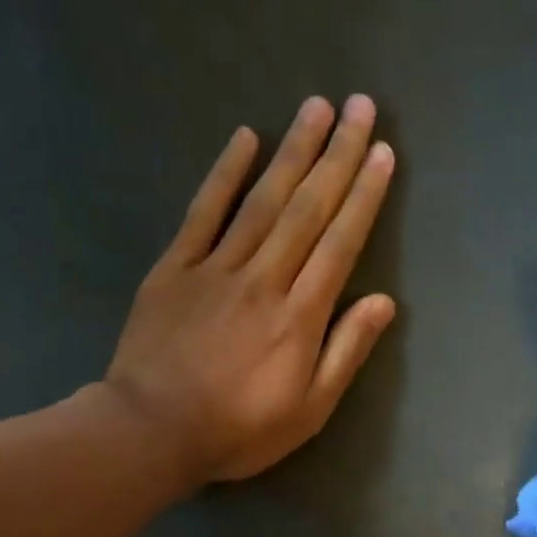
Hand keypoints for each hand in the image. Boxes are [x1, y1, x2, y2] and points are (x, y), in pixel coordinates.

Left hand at [103, 94, 397, 484]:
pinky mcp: (175, 268)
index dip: (364, 197)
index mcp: (300, 317)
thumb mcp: (309, 411)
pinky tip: (245, 138)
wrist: (154, 431)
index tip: (381, 153)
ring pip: (262, 200)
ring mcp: (216, 268)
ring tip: (317, 107)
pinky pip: (203, 212)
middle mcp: (264, 279)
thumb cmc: (239, 430)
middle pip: (307, 209)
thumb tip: (382, 301)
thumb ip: (345, 352)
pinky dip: (224, 173)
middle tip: (359, 106)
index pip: (340, 244)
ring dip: (293, 151)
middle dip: (337, 156)